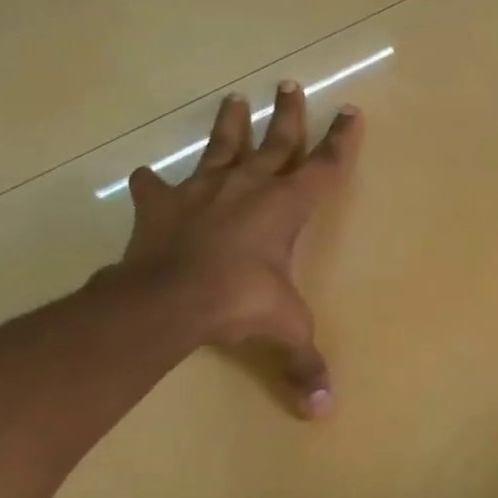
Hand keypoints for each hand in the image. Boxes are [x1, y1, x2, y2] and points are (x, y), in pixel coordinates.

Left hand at [116, 82, 362, 417]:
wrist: (171, 298)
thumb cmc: (241, 303)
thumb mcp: (284, 332)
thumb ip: (304, 366)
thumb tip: (325, 413)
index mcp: (286, 208)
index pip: (323, 168)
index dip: (340, 141)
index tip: (350, 112)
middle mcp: (249, 189)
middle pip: (275, 143)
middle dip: (288, 115)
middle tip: (291, 85)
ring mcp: (202, 192)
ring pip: (222, 149)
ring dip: (230, 125)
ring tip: (234, 99)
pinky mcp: (162, 206)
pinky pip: (157, 190)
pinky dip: (154, 185)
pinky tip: (147, 177)